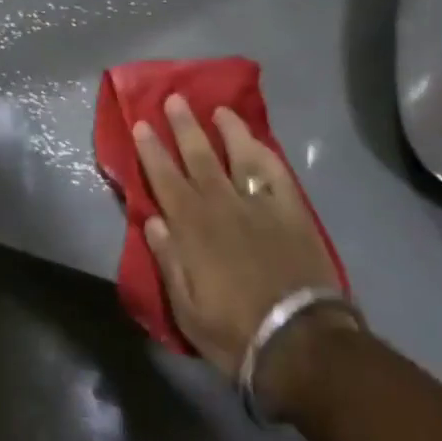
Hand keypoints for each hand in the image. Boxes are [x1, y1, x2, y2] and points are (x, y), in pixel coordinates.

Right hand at [134, 96, 352, 394]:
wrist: (299, 342)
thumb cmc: (234, 331)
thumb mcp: (186, 307)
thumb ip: (168, 260)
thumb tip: (153, 220)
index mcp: (191, 227)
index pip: (164, 178)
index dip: (152, 150)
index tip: (142, 124)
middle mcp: (221, 205)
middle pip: (199, 156)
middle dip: (184, 126)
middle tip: (174, 98)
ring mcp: (259, 204)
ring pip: (239, 155)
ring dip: (227, 130)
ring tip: (219, 109)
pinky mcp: (291, 211)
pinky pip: (276, 172)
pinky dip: (265, 153)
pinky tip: (258, 141)